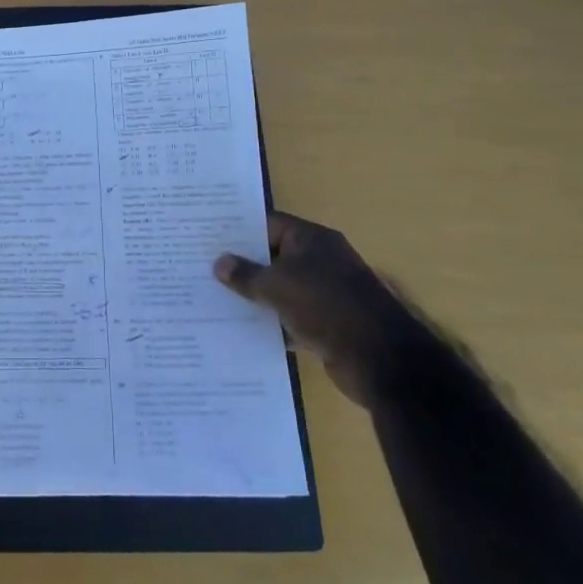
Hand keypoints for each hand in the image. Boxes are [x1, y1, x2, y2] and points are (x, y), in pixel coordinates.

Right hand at [214, 212, 429, 407]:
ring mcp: (326, 292)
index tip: (208, 237)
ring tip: (215, 298)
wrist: (379, 359)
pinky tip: (242, 329)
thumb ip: (246, 274)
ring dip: (256, 296)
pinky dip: (272, 321)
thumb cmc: (325, 306)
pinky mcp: (327, 323)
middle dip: (243, 264)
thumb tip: (220, 262)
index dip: (239, 230)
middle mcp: (320, 260)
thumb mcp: (277, 286)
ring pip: (281, 288)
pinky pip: (291, 315)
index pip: (268, 224)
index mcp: (312, 239)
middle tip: (203, 268)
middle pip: (273, 255)